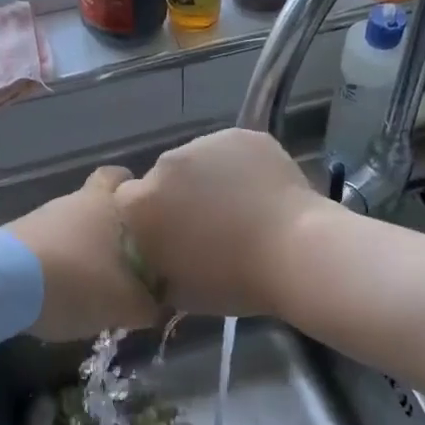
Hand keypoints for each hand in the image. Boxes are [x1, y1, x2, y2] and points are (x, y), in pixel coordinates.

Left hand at [7, 166, 160, 341]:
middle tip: (124, 251)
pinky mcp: (16, 237)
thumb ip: (148, 305)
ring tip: (94, 281)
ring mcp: (41, 216)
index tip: (146, 217)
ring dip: (82, 246)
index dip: (134, 190)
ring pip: (70, 224)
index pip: (121, 175)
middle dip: (108, 221)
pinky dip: (58, 260)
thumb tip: (157, 305)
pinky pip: (48, 244)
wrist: (2, 283)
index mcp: (106, 202)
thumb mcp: (124, 304)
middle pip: (95, 199)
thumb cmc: (77, 282)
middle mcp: (74, 200)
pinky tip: (63, 288)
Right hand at [115, 128, 327, 318]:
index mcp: (140, 202)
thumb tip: (156, 258)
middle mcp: (164, 163)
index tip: (171, 235)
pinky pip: (231, 151)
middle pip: (163, 177)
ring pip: (198, 160)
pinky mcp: (242, 134)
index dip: (150, 218)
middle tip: (209, 223)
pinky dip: (240, 167)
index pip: (129, 202)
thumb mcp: (177, 290)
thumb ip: (155, 266)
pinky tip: (260, 191)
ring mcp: (205, 143)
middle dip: (178, 195)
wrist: (295, 253)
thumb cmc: (232, 281)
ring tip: (240, 206)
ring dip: (208, 178)